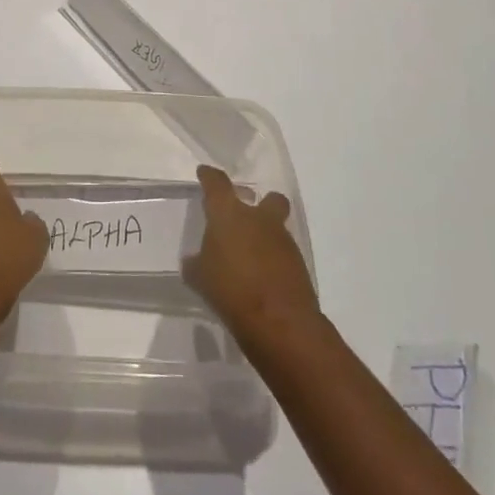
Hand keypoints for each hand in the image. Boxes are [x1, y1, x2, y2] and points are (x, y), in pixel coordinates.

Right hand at [183, 165, 320, 349]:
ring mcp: (282, 240)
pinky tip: (262, 277)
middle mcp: (258, 219)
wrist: (279, 321)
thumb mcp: (200, 278)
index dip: (209, 177)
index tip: (205, 173)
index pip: (217, 183)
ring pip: (277, 227)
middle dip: (260, 203)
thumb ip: (196, 264)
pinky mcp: (299, 263)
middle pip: (267, 198)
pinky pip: (283, 253)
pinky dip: (274, 259)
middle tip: (245, 215)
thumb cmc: (230, 290)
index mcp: (228, 214)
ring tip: (250, 257)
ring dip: (266, 236)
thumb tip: (195, 260)